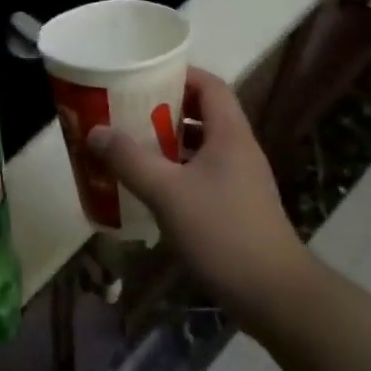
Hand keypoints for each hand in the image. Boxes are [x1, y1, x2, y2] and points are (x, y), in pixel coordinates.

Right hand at [88, 67, 308, 322]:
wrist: (275, 296)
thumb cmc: (222, 232)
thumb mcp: (167, 193)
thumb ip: (130, 160)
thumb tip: (96, 131)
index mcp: (230, 133)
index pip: (209, 84)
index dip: (179, 74)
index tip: (144, 77)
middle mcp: (239, 149)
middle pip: (204, 113)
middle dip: (166, 109)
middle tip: (129, 112)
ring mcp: (242, 180)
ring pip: (203, 146)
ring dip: (171, 143)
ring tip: (134, 147)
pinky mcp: (239, 207)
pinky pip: (205, 174)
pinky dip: (179, 172)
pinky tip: (154, 189)